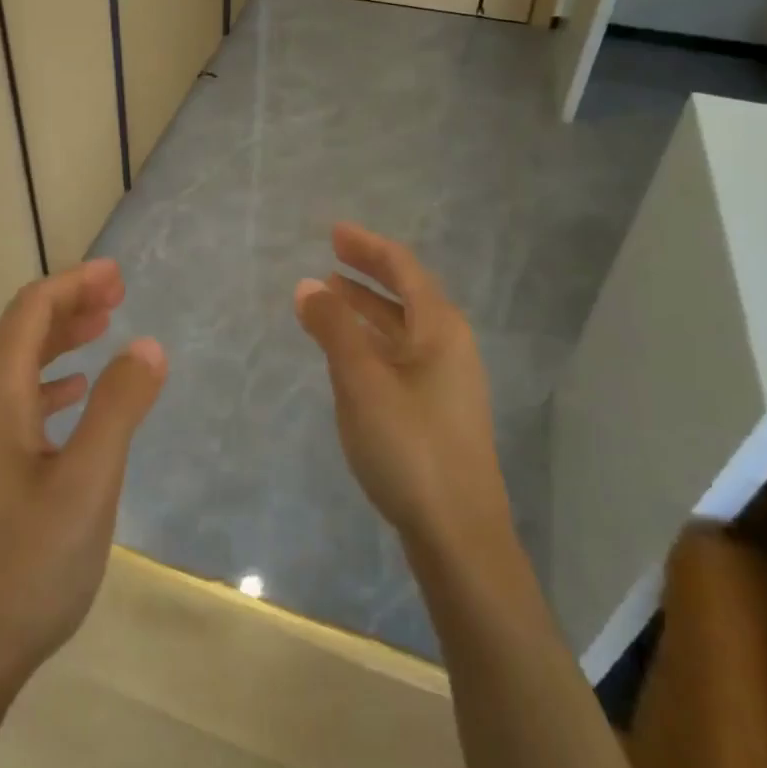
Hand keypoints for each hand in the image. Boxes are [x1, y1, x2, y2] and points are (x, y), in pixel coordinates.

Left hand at [0, 259, 167, 704]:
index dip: (74, 283)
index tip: (118, 275)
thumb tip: (148, 344)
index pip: (31, 311)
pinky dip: (51, 381)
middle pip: (21, 331)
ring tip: (105, 329)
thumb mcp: (87, 486)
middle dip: (70, 304)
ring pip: (18, 366)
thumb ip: (118, 409)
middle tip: (119, 294)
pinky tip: (75, 395)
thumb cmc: (24, 569)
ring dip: (61, 340)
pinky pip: (17, 401)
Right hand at [294, 224, 508, 553]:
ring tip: (330, 296)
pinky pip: (399, 356)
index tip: (333, 232)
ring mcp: (446, 381)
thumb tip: (308, 286)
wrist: (458, 535)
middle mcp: (449, 347)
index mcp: (440, 329)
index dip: (368, 246)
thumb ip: (333, 329)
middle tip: (330, 256)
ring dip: (367, 308)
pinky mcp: (437, 410)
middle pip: (407, 294)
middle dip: (368, 272)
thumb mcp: (361, 381)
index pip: (403, 268)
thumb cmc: (410, 447)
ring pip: (401, 328)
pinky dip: (371, 341)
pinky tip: (348, 352)